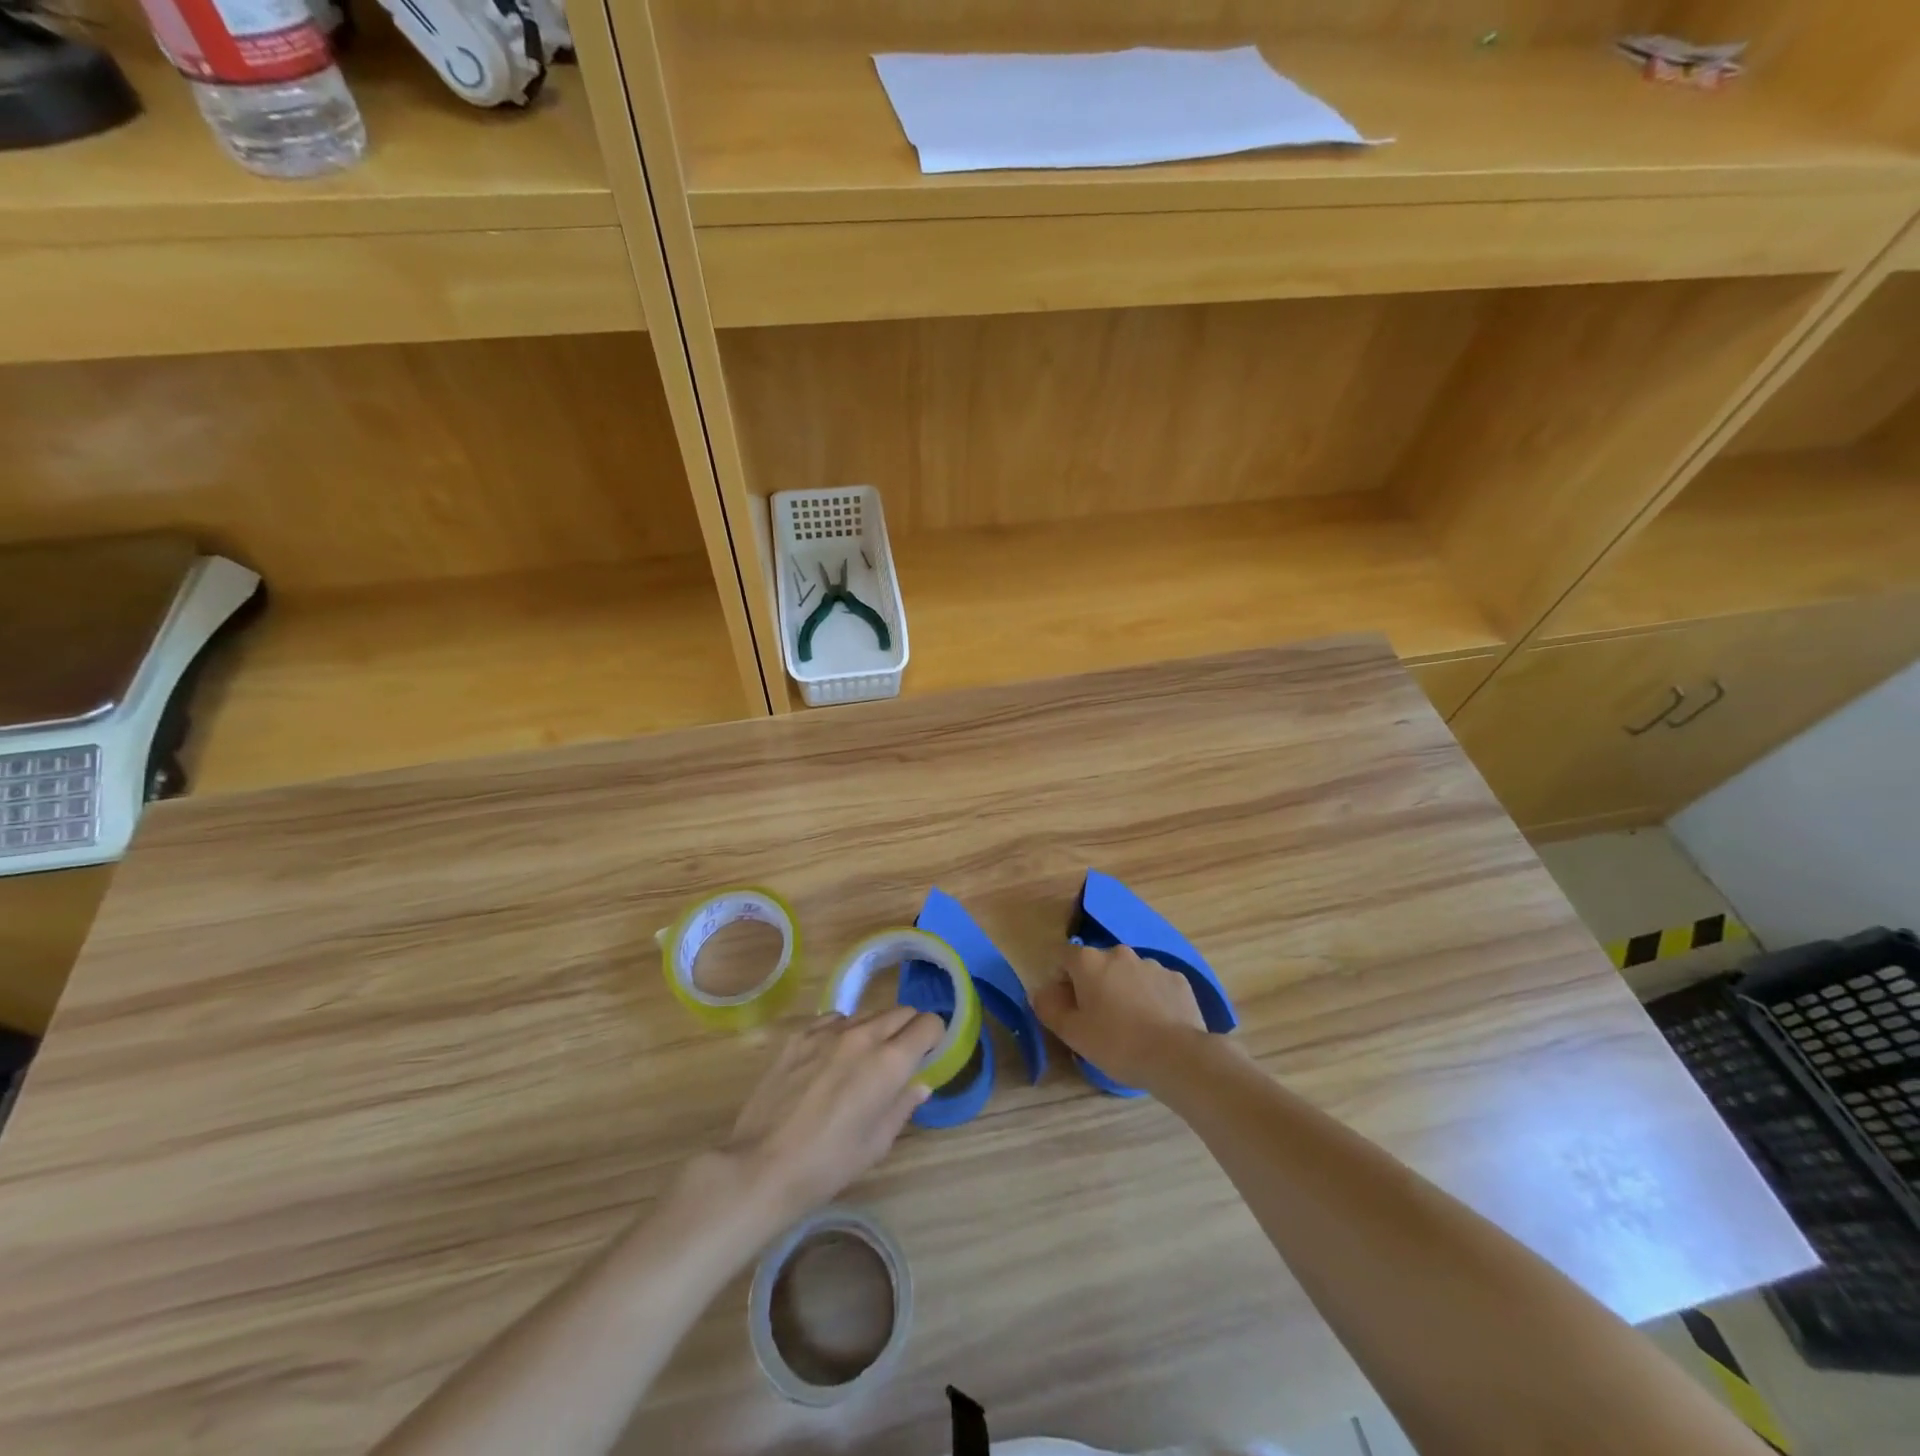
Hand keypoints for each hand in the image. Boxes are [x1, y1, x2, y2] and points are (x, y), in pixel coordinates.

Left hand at [721, 1007, 943, 1220]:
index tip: (928, 1054)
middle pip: (901, 1012)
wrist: (762, 1166)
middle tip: (901, 1059)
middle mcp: (863, 1036)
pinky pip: (834, 1019)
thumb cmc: (828, 1164)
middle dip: (909, 1029)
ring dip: (876, 1030)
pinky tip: (831, 1057)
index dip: (934, 1037)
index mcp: (890, 1063)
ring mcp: (828, 1031)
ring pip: (867, 1014)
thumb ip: (902, 1106)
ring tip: (863, 1061)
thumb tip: (919, 1085)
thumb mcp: (876, 1144)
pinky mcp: (800, 1035)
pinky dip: (843, 1031)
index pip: (928, 1024)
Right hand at [1033, 943, 1206, 1088]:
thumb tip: (1039, 992)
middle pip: (1096, 963)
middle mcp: (1119, 953)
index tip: (1065, 1005)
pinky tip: (1155, 1023)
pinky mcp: (1177, 979)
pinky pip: (1154, 984)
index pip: (1062, 955)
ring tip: (1130, 1024)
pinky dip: (1150, 997)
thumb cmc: (1116, 1043)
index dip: (1059, 978)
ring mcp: (1152, 963)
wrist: (1177, 1056)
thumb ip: (1048, 1008)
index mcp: (1089, 961)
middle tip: (1096, 1018)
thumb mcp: (1072, 1033)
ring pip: (1127, 973)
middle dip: (1092, 984)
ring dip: (1122, 989)